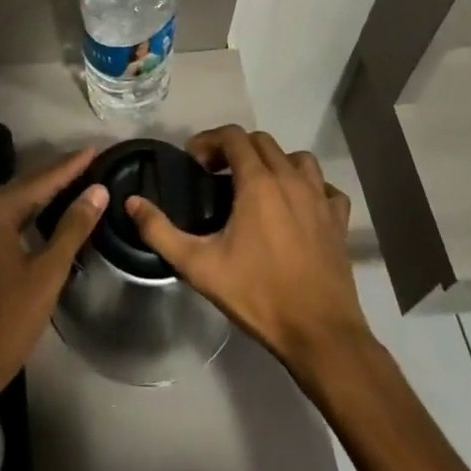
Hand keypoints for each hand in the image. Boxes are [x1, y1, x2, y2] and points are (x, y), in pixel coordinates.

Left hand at [0, 148, 106, 412]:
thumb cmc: (9, 317)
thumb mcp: (48, 271)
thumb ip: (73, 227)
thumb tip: (98, 191)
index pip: (40, 180)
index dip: (70, 166)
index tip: (95, 150)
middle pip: (27, 186)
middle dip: (59, 174)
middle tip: (91, 162)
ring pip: (20, 203)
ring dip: (48, 192)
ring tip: (80, 180)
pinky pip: (14, 219)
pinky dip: (36, 212)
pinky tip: (55, 214)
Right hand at [125, 126, 367, 377]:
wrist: (319, 334)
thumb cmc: (258, 295)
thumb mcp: (199, 266)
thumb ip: (160, 231)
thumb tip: (132, 202)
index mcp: (258, 183)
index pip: (233, 136)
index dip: (210, 141)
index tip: (195, 162)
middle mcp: (291, 180)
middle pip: (263, 142)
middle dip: (235, 149)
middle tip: (216, 175)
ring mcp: (320, 199)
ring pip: (297, 158)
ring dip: (274, 162)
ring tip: (257, 187)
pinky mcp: (338, 220)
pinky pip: (326, 188)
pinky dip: (310, 188)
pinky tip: (297, 207)